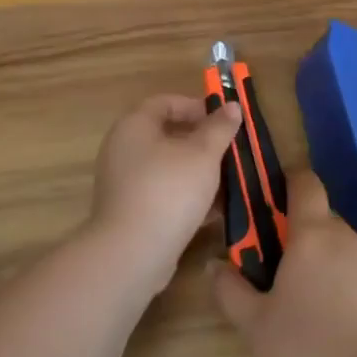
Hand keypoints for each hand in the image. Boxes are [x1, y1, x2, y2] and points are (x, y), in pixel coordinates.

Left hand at [89, 94, 242, 296]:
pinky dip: (186, 196)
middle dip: (201, 142)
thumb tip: (233, 105)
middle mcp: (123, 150)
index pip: (165, 102)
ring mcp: (124, 183)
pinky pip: (162, 193)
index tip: (223, 120)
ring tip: (229, 181)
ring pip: (167, 167)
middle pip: (166, 135)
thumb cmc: (169, 190)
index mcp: (134, 126)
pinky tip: (214, 210)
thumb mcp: (203, 154)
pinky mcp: (130, 212)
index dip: (195, 106)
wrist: (132, 254)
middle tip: (229, 150)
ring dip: (197, 171)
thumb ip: (219, 128)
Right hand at [211, 170, 356, 356]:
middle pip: (321, 219)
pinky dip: (344, 286)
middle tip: (276, 268)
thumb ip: (229, 289)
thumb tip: (214, 265)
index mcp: (313, 234)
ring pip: (341, 248)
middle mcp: (347, 238)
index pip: (305, 182)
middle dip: (299, 234)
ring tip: (304, 303)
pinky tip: (334, 325)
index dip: (289, 182)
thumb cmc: (305, 350)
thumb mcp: (254, 324)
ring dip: (322, 261)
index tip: (270, 202)